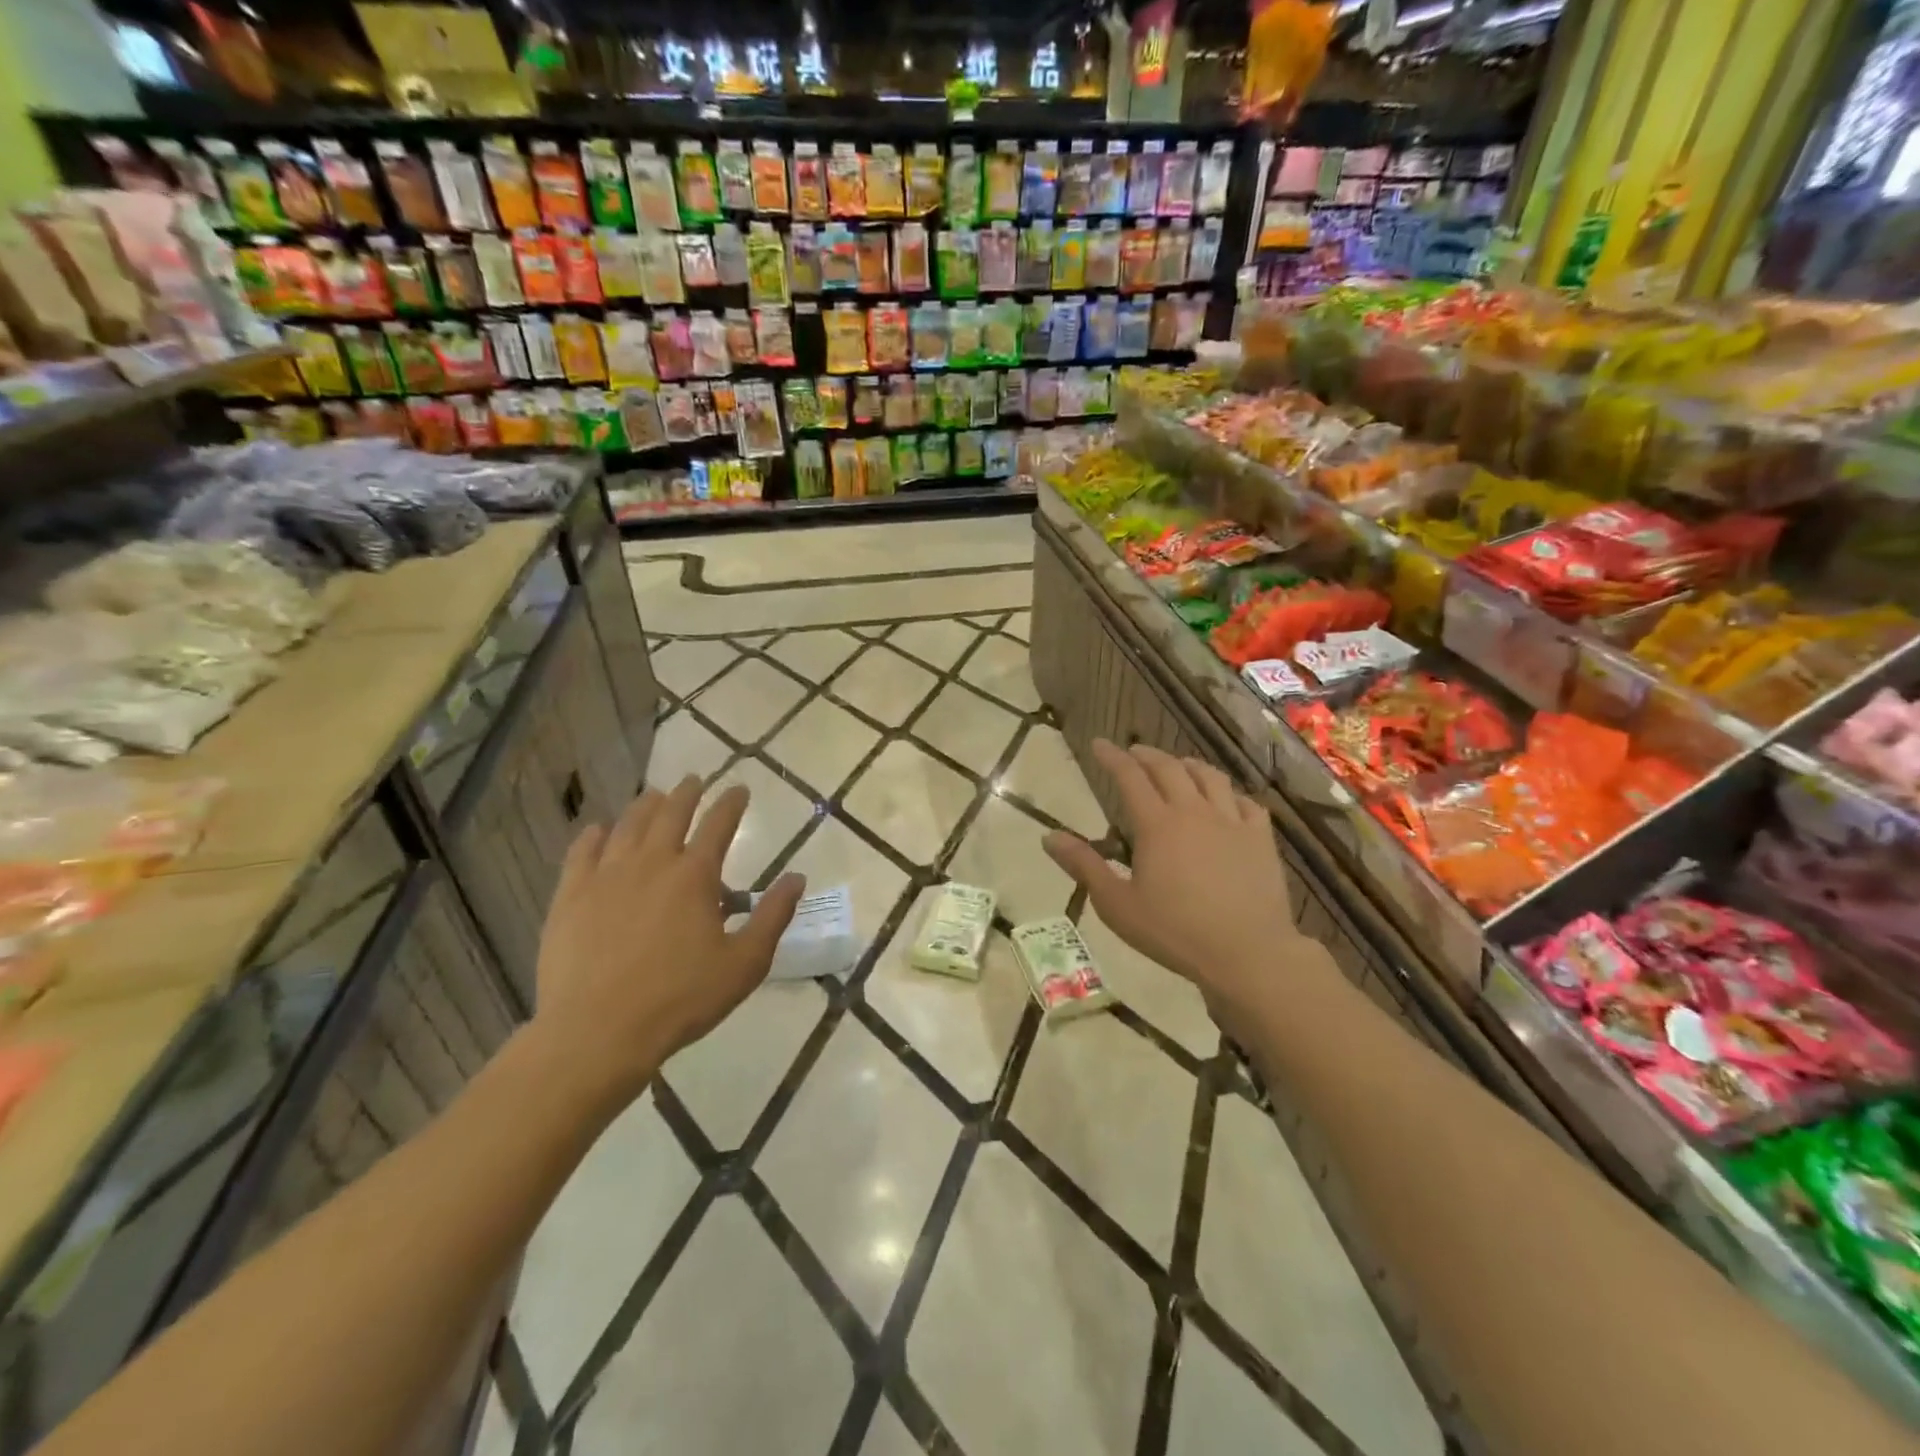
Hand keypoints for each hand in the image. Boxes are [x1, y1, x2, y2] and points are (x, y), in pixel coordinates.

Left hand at [529, 777, 804, 1111]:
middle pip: (670, 814)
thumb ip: (773, 916)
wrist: (598, 1032)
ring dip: (645, 806)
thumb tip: (797, 877)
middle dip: (687, 793)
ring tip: (654, 796)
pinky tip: (599, 831)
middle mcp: (651, 863)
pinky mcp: (570, 897)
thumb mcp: (744, 964)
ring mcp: (606, 876)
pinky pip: (582, 852)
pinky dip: (595, 835)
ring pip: (627, 826)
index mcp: (694, 876)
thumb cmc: (681, 999)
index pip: (718, 824)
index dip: (731, 803)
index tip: (739, 788)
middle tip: (694, 780)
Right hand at [1044, 740, 1299, 999]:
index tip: (1098, 744)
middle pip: (1169, 768)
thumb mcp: (1117, 905)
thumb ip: (1084, 866)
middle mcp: (1194, 811)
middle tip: (1133, 753)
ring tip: (1177, 766)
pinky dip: (1230, 793)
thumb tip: (1049, 837)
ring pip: (1210, 777)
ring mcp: (1232, 822)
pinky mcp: (1261, 839)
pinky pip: (1247, 802)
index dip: (1112, 757)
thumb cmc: (1174, 932)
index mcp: (1157, 825)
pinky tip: (1226, 800)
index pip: (1129, 777)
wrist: (1247, 953)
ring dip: (1188, 765)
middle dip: (1146, 755)